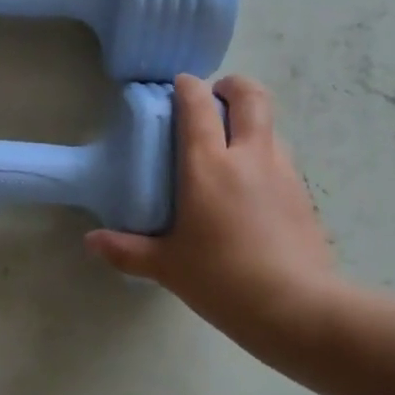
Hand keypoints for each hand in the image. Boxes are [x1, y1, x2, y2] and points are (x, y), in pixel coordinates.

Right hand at [85, 75, 337, 354]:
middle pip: (250, 96)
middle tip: (215, 98)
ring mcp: (282, 171)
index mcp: (209, 166)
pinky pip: (281, 157)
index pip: (198, 106)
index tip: (178, 85)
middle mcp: (249, 156)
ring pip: (270, 125)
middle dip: (232, 86)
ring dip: (250, 121)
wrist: (296, 308)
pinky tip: (252, 187)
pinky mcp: (303, 193)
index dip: (188, 87)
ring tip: (231, 146)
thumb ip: (127, 250)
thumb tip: (91, 242)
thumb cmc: (222, 280)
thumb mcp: (167, 267)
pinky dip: (265, 154)